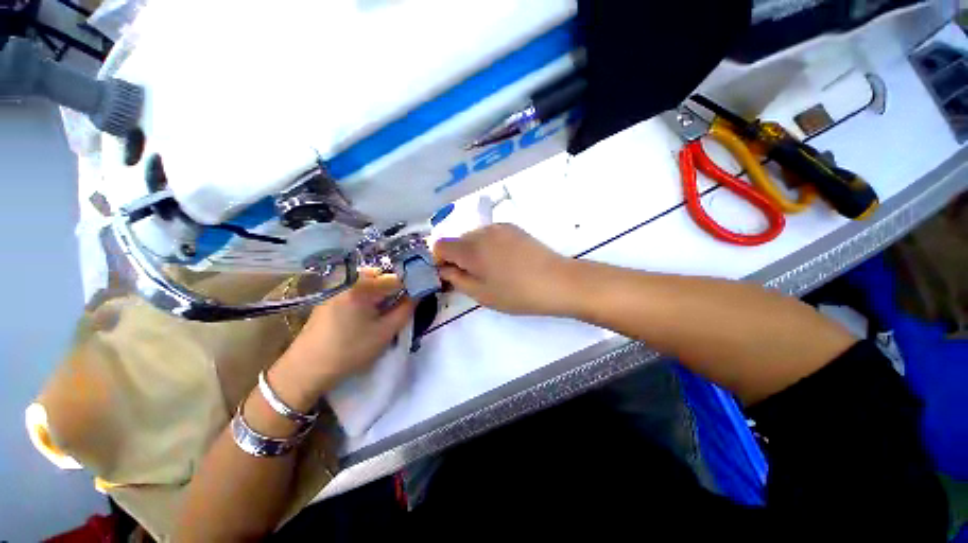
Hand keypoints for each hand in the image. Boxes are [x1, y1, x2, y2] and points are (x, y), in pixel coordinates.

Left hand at [271, 270, 414, 408]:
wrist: (306, 369)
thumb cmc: (350, 350)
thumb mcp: (385, 332)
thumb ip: (406, 310)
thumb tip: (419, 294)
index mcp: (363, 286)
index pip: (396, 278)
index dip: (410, 286)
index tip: (416, 297)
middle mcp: (348, 280)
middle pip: (381, 276)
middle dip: (393, 289)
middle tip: (396, 308)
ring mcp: (335, 287)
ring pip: (368, 282)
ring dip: (379, 292)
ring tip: (380, 312)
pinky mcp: (328, 296)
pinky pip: (354, 288)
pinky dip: (365, 296)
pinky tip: (362, 315)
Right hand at [433, 224, 575, 315]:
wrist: (558, 282)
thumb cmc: (517, 293)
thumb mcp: (481, 294)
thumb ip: (457, 280)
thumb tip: (444, 270)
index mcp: (470, 248)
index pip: (440, 245)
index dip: (440, 260)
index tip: (451, 275)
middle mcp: (482, 231)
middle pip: (457, 240)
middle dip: (457, 257)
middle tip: (473, 277)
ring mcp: (500, 227)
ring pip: (474, 237)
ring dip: (473, 251)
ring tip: (492, 270)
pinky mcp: (514, 228)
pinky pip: (490, 234)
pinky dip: (488, 246)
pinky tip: (505, 261)